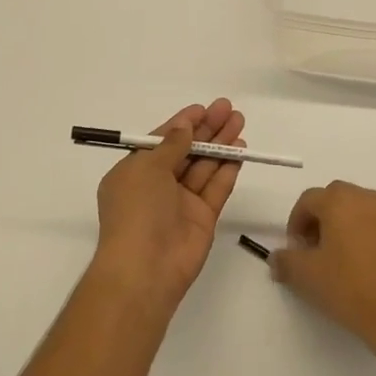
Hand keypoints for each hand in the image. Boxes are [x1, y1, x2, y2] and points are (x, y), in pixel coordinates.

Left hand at [89, 99, 245, 315]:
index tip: (203, 108)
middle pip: (187, 151)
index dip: (182, 124)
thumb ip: (171, 145)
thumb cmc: (137, 210)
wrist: (146, 267)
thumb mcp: (147, 168)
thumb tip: (184, 126)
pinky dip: (228, 169)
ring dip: (221, 144)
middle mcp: (157, 185)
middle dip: (207, 129)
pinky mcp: (203, 218)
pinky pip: (217, 188)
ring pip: (205, 166)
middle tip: (229, 109)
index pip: (161, 141)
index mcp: (135, 172)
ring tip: (240, 122)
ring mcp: (181, 202)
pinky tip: (241, 150)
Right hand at [271, 182, 375, 357]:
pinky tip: (363, 264)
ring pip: (359, 209)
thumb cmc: (348, 287)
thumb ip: (285, 261)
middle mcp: (367, 198)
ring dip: (344, 224)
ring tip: (338, 256)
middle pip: (335, 198)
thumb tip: (276, 258)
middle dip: (320, 218)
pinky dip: (366, 234)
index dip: (295, 222)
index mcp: (340, 201)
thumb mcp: (305, 276)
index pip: (308, 199)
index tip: (294, 248)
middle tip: (313, 248)